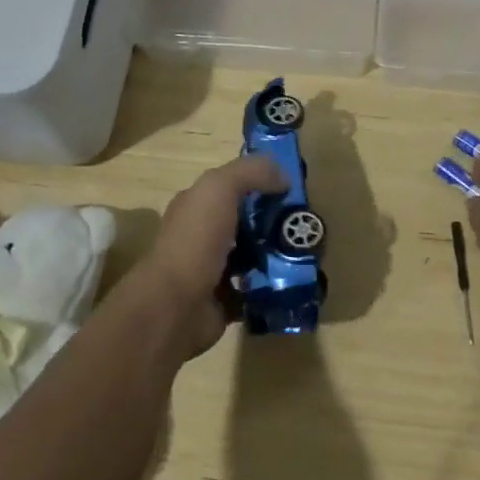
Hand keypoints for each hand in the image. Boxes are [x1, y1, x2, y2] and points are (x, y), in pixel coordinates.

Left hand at [133, 155, 285, 356]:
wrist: (175, 307)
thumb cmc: (195, 240)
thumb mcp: (220, 187)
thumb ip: (251, 172)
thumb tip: (284, 177)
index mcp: (196, 206)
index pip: (231, 187)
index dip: (260, 183)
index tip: (291, 188)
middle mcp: (202, 236)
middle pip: (245, 222)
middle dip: (273, 221)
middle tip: (303, 223)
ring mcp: (212, 270)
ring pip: (252, 256)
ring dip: (276, 254)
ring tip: (303, 251)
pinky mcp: (224, 302)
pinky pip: (254, 289)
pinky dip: (271, 286)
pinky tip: (293, 280)